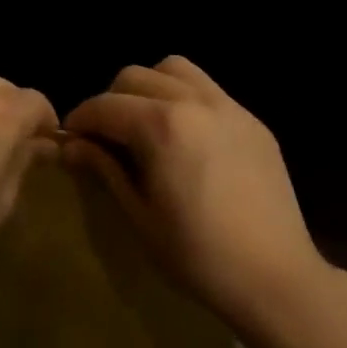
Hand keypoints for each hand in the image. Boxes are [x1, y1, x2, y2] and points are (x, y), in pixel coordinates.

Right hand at [62, 56, 326, 329]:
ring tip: (147, 124)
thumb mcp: (140, 217)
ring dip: (150, 87)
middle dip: (112, 101)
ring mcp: (227, 106)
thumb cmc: (199, 257)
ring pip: (174, 69)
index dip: (80, 119)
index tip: (70, 139)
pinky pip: (208, 89)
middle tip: (107, 137)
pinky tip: (187, 137)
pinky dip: (185, 97)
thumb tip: (71, 145)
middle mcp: (193, 101)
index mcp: (161, 126)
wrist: (277, 278)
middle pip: (135, 77)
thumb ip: (104, 170)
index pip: (105, 106)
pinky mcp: (252, 119)